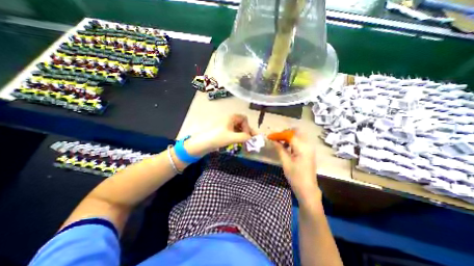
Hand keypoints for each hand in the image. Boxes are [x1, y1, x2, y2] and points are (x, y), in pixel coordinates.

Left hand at [183, 115, 255, 156]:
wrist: (201, 144)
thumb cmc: (216, 138)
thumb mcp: (231, 137)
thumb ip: (244, 137)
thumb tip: (251, 138)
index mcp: (231, 118)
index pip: (244, 119)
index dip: (247, 126)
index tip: (247, 135)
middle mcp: (229, 120)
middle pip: (241, 124)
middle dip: (247, 131)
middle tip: (250, 140)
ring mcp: (225, 126)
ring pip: (237, 129)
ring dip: (242, 135)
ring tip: (245, 142)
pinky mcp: (223, 132)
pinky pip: (233, 133)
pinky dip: (237, 137)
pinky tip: (238, 143)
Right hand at [272, 131, 319, 200]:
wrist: (307, 188)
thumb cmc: (295, 176)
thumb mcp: (285, 162)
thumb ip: (279, 148)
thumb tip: (273, 140)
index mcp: (302, 147)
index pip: (289, 135)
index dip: (278, 134)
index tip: (269, 136)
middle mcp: (308, 145)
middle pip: (296, 131)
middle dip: (285, 132)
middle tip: (276, 138)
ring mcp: (310, 147)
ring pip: (299, 135)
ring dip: (289, 136)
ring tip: (280, 143)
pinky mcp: (309, 151)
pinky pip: (301, 141)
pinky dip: (293, 141)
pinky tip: (287, 147)